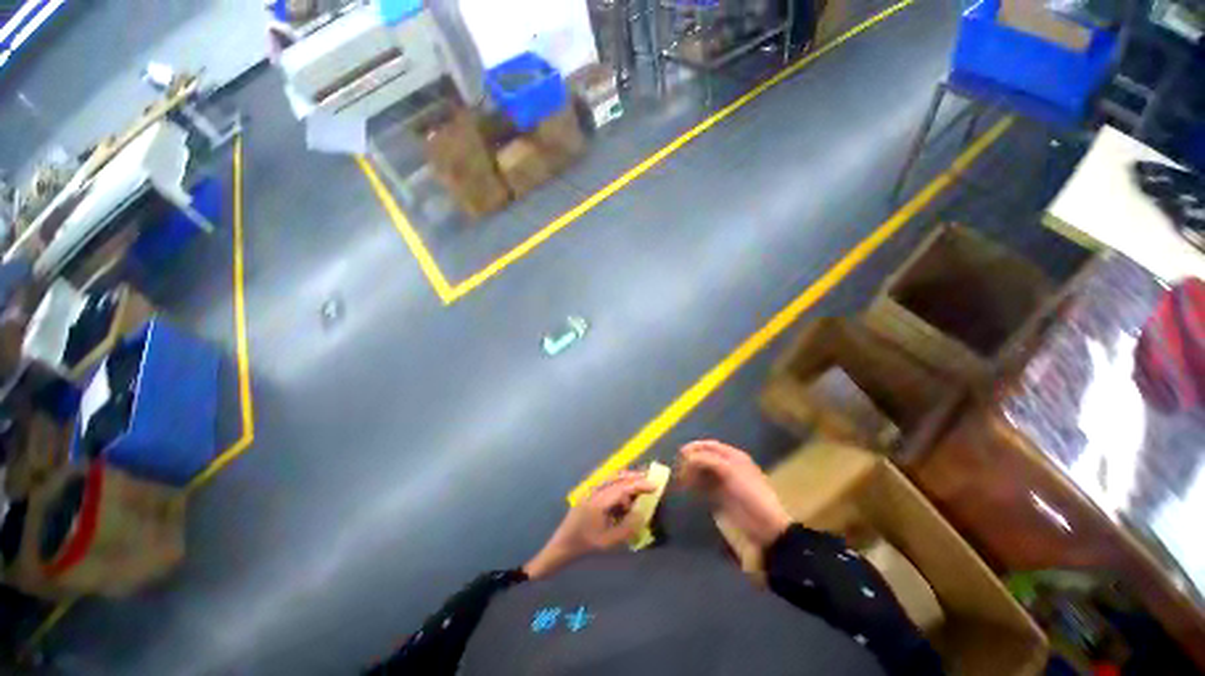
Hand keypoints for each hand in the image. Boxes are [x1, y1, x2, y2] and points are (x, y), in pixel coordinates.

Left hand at [524, 472, 654, 579]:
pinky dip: (618, 487)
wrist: (561, 545)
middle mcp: (595, 490)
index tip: (655, 485)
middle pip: (617, 477)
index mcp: (599, 501)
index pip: (623, 486)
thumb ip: (628, 527)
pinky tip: (624, 501)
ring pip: (612, 479)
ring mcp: (590, 491)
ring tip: (639, 491)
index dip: (640, 485)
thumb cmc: (585, 545)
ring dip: (627, 482)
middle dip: (634, 477)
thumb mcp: (609, 541)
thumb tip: (643, 513)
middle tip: (650, 480)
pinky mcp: (589, 494)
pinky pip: (607, 485)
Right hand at [678, 440, 791, 548]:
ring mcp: (723, 483)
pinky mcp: (719, 499)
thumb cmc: (750, 494)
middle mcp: (727, 466)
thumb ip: (707, 460)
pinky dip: (693, 486)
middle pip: (704, 458)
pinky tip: (686, 488)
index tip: (680, 453)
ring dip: (690, 473)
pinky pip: (702, 487)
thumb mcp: (730, 471)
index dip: (695, 447)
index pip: (710, 446)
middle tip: (678, 468)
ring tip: (680, 479)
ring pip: (702, 472)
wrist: (766, 529)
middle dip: (691, 460)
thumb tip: (686, 456)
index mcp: (734, 456)